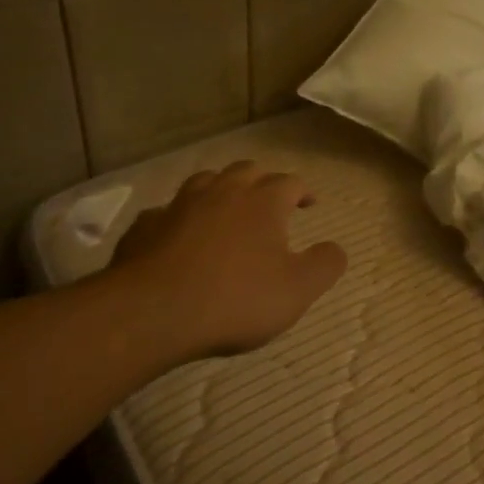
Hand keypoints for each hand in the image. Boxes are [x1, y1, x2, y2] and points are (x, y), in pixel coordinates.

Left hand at [107, 160, 347, 368]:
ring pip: (206, 181)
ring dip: (221, 190)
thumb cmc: (236, 299)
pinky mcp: (146, 225)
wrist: (153, 312)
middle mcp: (223, 191)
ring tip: (226, 208)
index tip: (309, 204)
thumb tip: (337, 248)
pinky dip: (179, 218)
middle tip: (269, 201)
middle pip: (247, 171)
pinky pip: (167, 212)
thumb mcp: (297, 290)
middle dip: (262, 182)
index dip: (303, 191)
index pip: (290, 182)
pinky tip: (178, 235)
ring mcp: (180, 204)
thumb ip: (325, 265)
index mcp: (263, 201)